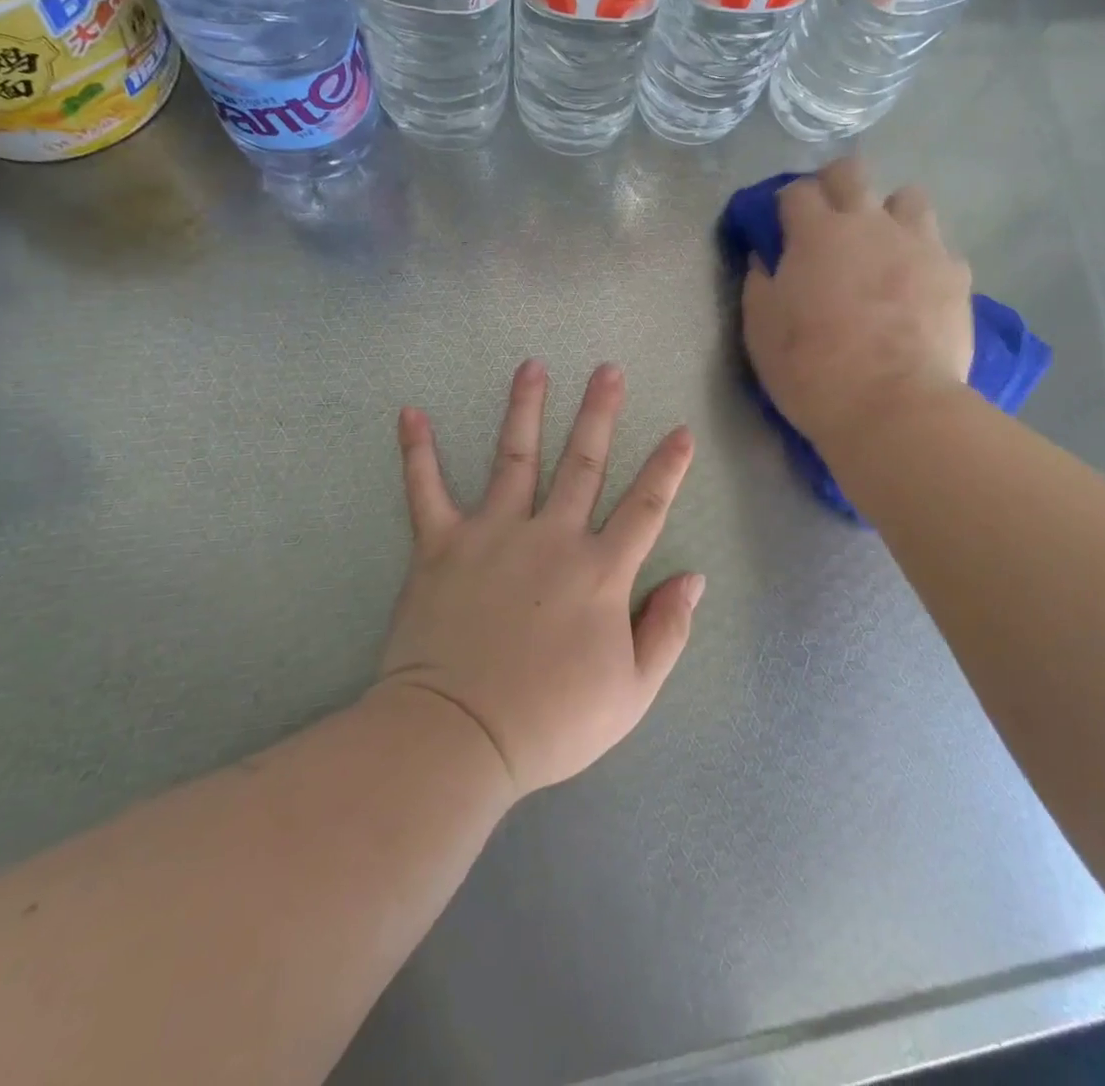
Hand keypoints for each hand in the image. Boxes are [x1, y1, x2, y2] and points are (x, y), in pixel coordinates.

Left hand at [374, 361, 702, 799]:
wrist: (458, 738)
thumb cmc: (552, 721)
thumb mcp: (632, 692)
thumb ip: (667, 631)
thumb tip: (693, 578)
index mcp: (600, 571)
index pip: (646, 507)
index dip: (668, 468)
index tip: (681, 430)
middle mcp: (551, 537)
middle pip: (583, 463)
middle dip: (600, 413)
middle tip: (608, 369)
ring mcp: (493, 534)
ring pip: (514, 457)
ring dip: (525, 409)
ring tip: (532, 366)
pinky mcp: (440, 545)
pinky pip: (426, 490)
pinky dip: (417, 452)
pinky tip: (411, 413)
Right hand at [742, 157, 974, 448]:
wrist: (893, 407)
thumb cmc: (813, 370)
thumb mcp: (762, 332)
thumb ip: (760, 284)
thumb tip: (764, 258)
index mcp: (817, 235)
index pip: (796, 191)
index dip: (785, 204)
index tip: (781, 226)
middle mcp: (869, 224)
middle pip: (851, 172)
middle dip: (835, 185)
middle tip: (828, 221)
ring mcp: (919, 244)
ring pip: (908, 198)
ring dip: (889, 214)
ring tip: (882, 249)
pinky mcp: (955, 273)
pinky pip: (939, 247)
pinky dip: (923, 259)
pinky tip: (916, 289)